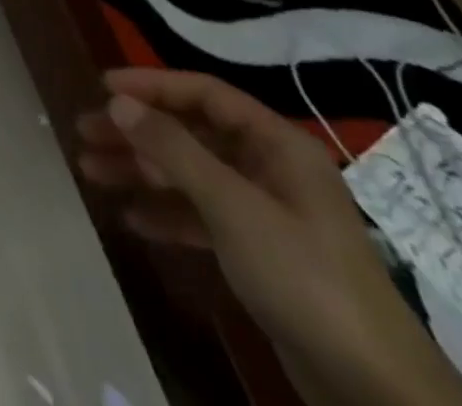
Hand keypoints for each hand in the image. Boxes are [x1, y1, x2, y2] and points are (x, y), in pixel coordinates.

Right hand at [77, 69, 461, 405]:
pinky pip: (202, 216)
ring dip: (141, 171)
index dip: (151, 85)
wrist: (377, 391)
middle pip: (191, 133)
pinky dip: (167, 212)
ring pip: (191, 174)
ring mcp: (268, 213)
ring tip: (91, 172)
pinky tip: (132, 219)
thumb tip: (117, 101)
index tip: (102, 88)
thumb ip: (172, 149)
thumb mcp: (232, 206)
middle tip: (84, 133)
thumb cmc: (304, 277)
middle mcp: (273, 169)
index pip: (204, 94)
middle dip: (136, 132)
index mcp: (278, 145)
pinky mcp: (262, 254)